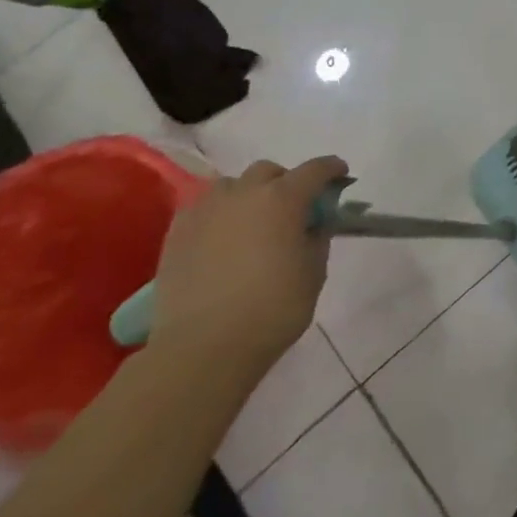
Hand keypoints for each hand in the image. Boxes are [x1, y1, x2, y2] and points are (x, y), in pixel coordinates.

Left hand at [147, 155, 346, 373]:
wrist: (203, 347)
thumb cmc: (273, 309)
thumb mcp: (314, 272)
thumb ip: (317, 238)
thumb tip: (312, 224)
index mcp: (283, 199)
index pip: (315, 170)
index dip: (332, 169)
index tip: (340, 175)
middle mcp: (244, 194)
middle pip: (269, 171)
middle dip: (285, 182)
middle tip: (292, 208)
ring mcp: (206, 211)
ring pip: (231, 185)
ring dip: (247, 195)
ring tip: (251, 222)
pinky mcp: (177, 233)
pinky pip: (202, 208)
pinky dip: (218, 214)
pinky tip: (221, 239)